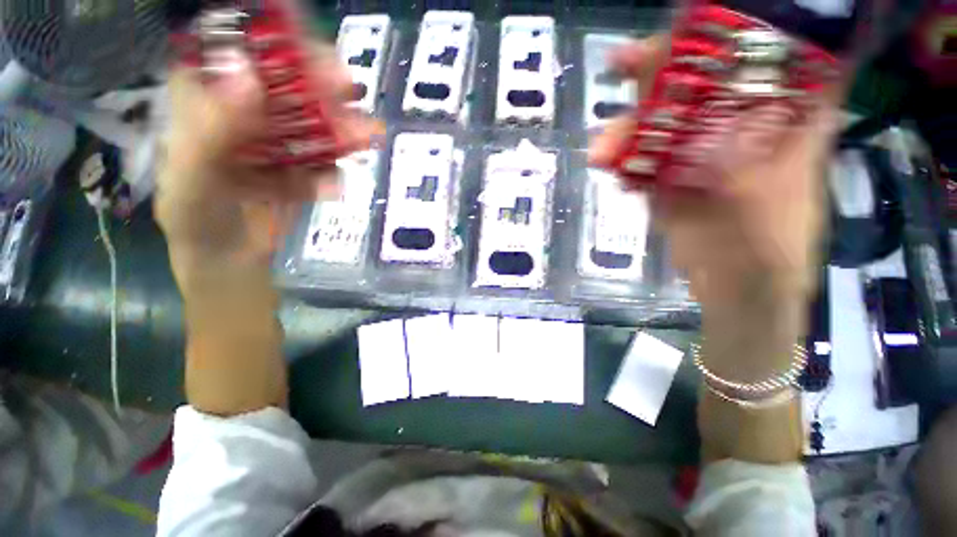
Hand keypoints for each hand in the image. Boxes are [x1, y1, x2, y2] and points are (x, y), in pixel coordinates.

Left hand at [155, 43, 377, 414]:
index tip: (299, 39)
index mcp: (201, 108)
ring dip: (340, 129)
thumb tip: (249, 75)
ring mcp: (274, 146)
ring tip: (369, 135)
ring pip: (311, 125)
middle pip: (281, 86)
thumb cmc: (198, 227)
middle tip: (347, 84)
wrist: (231, 271)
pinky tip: (334, 186)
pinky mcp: (299, 172)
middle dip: (315, 84)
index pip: (229, 54)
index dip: (264, 41)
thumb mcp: (193, 181)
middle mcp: (239, 119)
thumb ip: (214, 131)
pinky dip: (333, 172)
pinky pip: (323, 163)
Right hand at [590, 38, 842, 368]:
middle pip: (696, 87)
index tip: (679, 29)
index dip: (717, 39)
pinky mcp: (669, 183)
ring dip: (629, 132)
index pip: (753, 60)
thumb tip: (722, 117)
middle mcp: (737, 131)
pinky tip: (609, 167)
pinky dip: (624, 164)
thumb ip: (751, 157)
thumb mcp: (771, 200)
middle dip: (658, 77)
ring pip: (660, 126)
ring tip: (602, 150)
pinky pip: (642, 163)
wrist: (735, 291)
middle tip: (620, 67)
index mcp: (780, 123)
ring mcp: (698, 157)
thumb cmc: (770, 250)